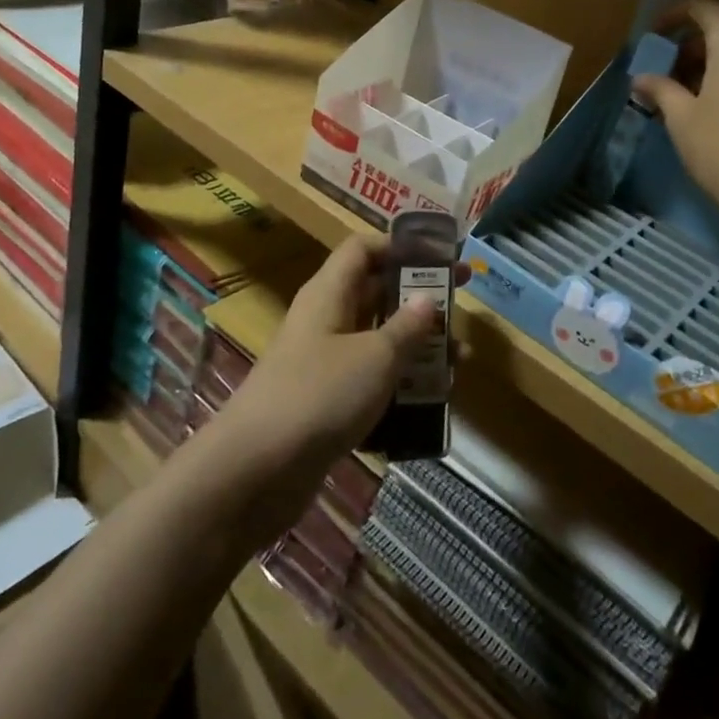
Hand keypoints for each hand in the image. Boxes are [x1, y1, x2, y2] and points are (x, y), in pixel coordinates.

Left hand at [211, 235, 460, 534]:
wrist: (255, 471)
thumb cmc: (320, 395)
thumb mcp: (375, 356)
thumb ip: (406, 327)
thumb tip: (427, 297)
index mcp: (329, 293)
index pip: (363, 249)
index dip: (401, 247)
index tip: (441, 257)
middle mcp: (324, 320)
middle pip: (374, 293)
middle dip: (418, 298)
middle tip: (462, 304)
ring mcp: (322, 363)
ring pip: (375, 340)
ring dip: (414, 347)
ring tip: (457, 362)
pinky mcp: (324, 402)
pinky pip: (368, 380)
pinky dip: (397, 385)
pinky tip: (429, 404)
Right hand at [632, 0, 718, 233]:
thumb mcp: (682, 118)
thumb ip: (661, 89)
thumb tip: (641, 78)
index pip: (703, 6)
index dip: (673, 16)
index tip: (654, 36)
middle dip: (691, 47)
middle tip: (666, 76)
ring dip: (713, 64)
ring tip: (687, 97)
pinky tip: (716, 109)